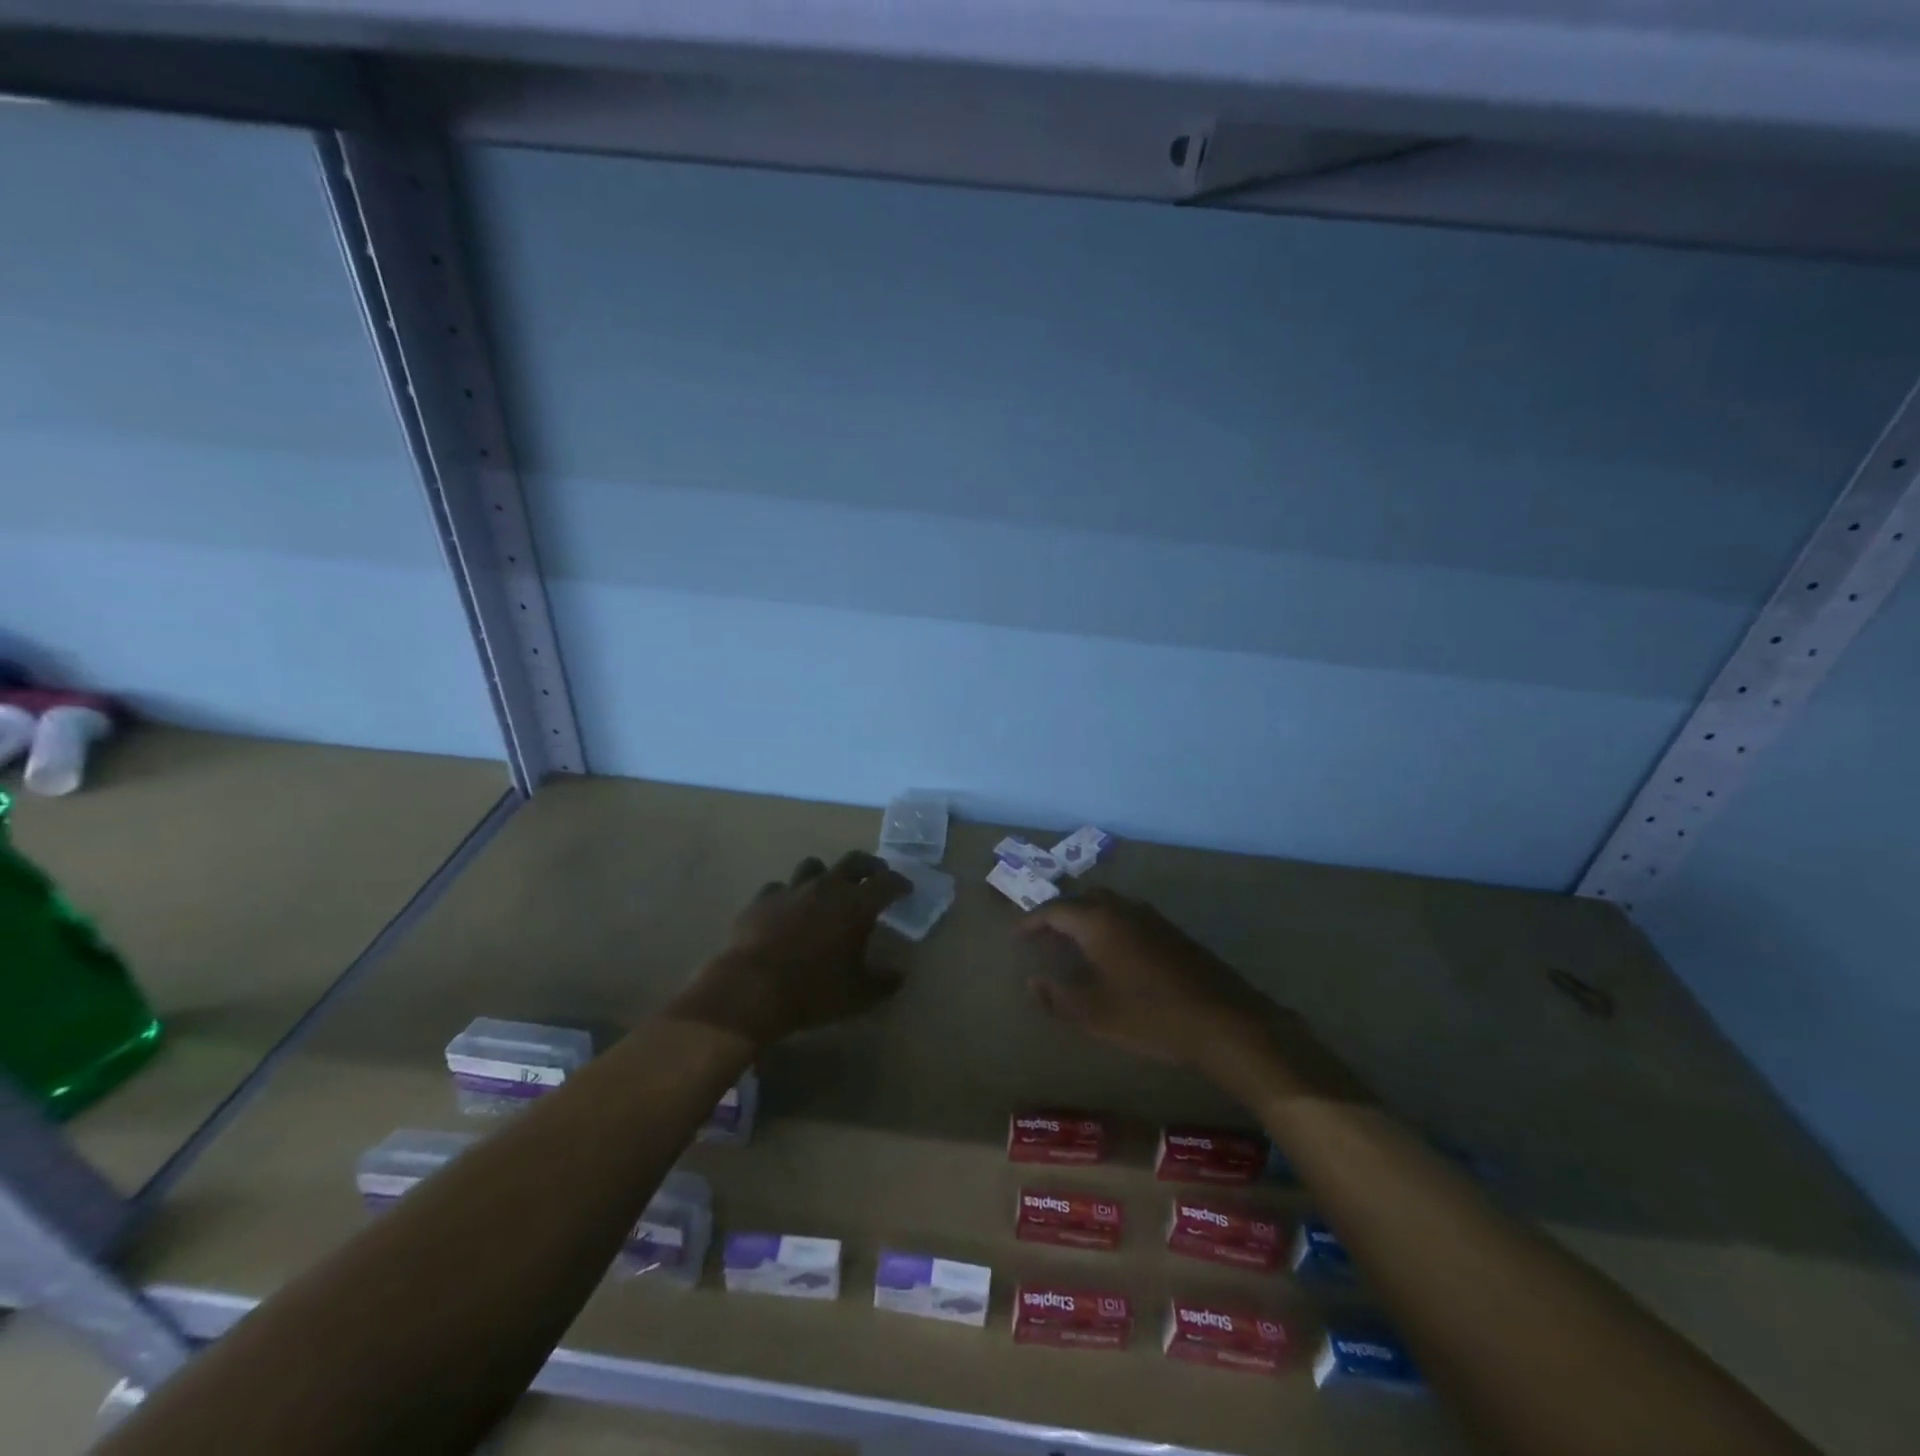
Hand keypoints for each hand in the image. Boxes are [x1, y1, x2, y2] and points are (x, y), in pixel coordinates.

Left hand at [668, 851, 911, 1046]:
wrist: (750, 990)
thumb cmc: (813, 991)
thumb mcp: (859, 996)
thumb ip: (883, 983)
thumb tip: (898, 977)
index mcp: (856, 904)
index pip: (887, 882)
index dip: (900, 883)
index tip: (906, 889)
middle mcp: (826, 887)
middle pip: (853, 861)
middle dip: (869, 866)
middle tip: (875, 875)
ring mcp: (791, 890)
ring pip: (812, 866)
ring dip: (825, 874)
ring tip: (828, 888)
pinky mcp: (761, 900)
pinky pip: (779, 888)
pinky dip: (788, 896)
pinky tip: (787, 910)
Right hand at [1018, 889, 1284, 1075]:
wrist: (1224, 1021)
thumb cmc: (1151, 1016)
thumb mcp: (1096, 1014)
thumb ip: (1058, 997)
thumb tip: (1034, 982)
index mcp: (1099, 922)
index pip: (1055, 909)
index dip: (1032, 921)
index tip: (1017, 935)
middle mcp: (1123, 909)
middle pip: (1082, 899)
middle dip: (1059, 914)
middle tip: (1043, 936)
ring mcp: (1151, 918)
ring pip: (1109, 905)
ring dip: (1086, 917)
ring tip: (1073, 943)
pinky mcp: (1172, 932)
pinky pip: (1128, 917)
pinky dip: (1109, 926)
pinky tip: (1113, 954)